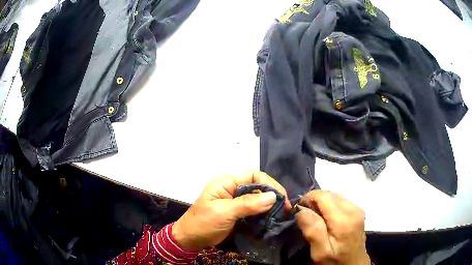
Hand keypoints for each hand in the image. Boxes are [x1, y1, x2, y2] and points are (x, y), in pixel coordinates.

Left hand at [172, 170, 290, 250]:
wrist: (191, 239)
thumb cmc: (203, 223)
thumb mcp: (223, 212)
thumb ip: (247, 204)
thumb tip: (273, 196)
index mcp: (226, 182)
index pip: (253, 175)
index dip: (268, 184)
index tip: (280, 198)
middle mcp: (233, 189)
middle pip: (258, 186)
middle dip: (272, 194)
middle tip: (285, 208)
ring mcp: (236, 201)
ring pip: (258, 198)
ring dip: (270, 205)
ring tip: (281, 214)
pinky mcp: (238, 212)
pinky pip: (255, 209)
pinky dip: (264, 213)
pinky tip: (271, 218)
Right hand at [296, 191, 369, 264]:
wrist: (353, 263)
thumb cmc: (335, 260)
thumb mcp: (320, 251)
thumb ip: (312, 230)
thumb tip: (301, 209)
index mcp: (344, 219)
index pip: (324, 196)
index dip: (308, 198)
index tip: (299, 210)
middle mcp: (353, 209)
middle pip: (330, 194)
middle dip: (315, 200)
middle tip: (305, 215)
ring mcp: (357, 208)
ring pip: (335, 196)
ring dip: (322, 203)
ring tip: (315, 217)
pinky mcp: (358, 210)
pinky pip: (340, 200)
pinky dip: (330, 205)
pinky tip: (326, 218)